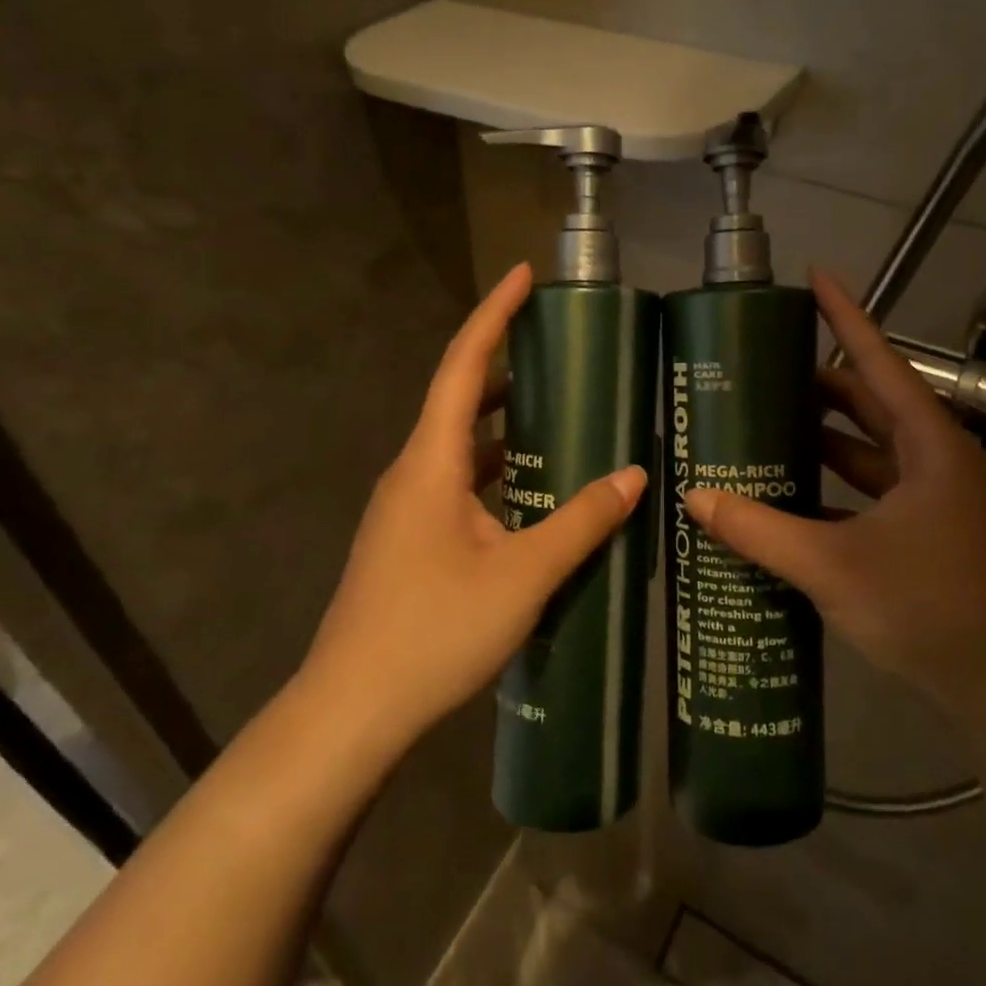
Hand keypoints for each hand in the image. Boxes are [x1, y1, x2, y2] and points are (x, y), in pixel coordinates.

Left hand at [301, 264, 645, 751]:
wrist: (351, 711)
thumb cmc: (433, 632)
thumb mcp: (523, 576)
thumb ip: (580, 522)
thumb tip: (634, 476)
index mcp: (431, 461)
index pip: (464, 365)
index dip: (493, 314)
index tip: (524, 275)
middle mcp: (412, 472)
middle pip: (460, 399)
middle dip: (506, 364)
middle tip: (560, 349)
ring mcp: (406, 509)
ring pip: (460, 446)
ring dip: (504, 424)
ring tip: (560, 413)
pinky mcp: (408, 540)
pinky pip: (458, 483)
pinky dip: (496, 470)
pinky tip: (532, 493)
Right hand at [683, 269, 985, 720]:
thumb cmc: (927, 607)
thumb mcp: (832, 565)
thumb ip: (760, 530)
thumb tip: (695, 498)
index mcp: (927, 445)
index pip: (879, 362)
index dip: (847, 316)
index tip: (815, 276)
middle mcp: (932, 460)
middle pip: (868, 403)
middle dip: (817, 383)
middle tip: (760, 368)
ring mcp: (929, 498)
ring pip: (865, 451)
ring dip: (820, 438)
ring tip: (762, 424)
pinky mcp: (921, 532)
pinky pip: (866, 492)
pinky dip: (828, 488)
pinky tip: (784, 495)